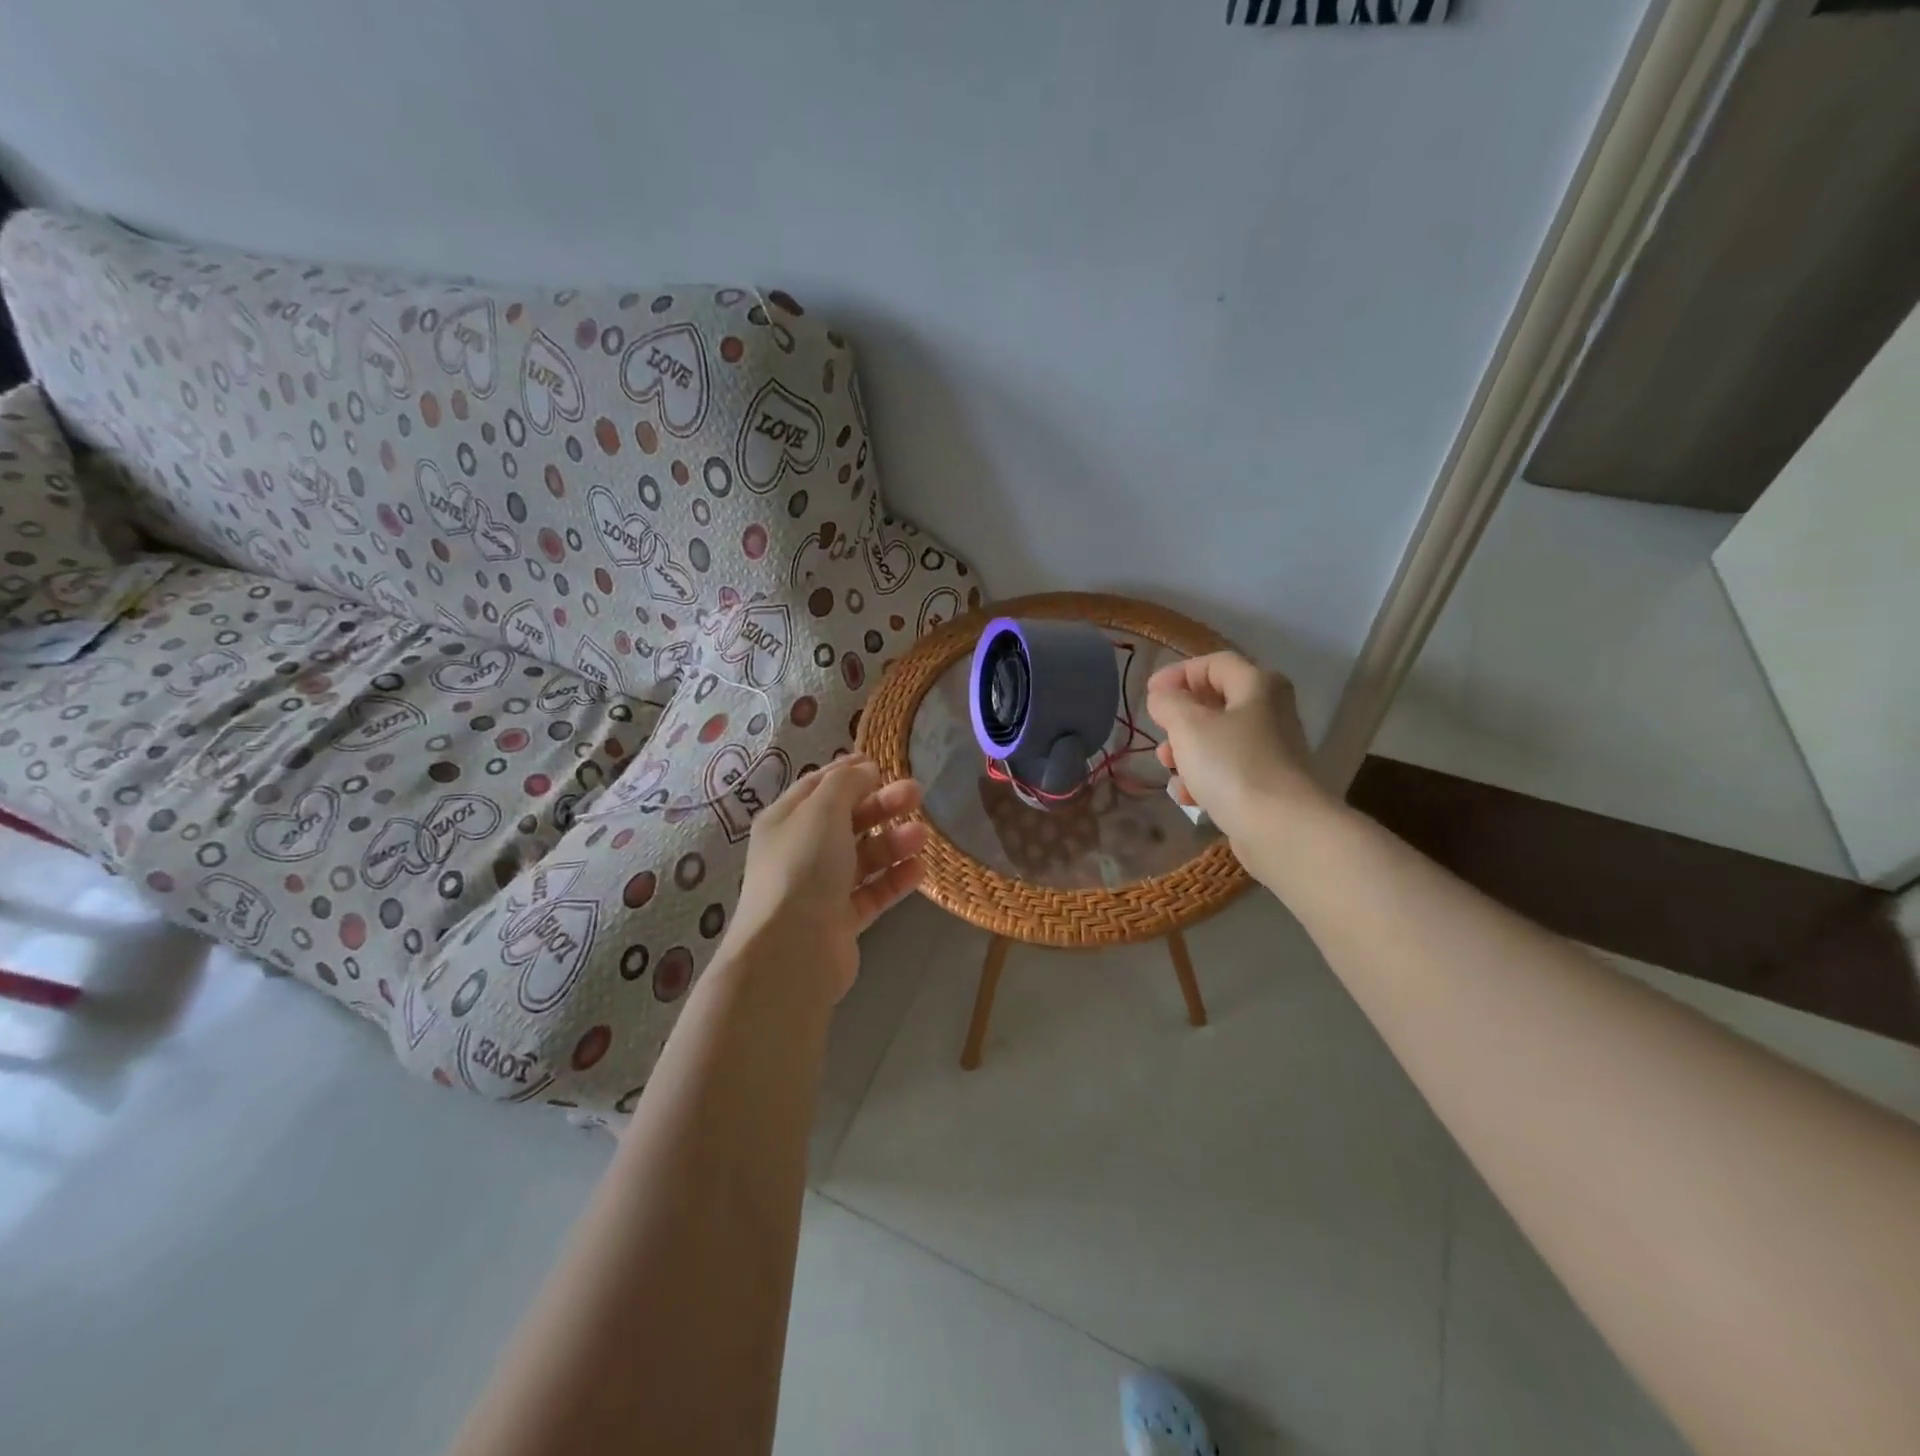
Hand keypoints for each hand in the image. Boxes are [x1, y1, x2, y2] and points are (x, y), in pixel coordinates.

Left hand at [727, 755, 928, 1003]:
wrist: (792, 951)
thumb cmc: (804, 867)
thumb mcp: (822, 811)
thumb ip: (846, 784)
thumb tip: (864, 769)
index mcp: (785, 821)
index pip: (818, 786)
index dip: (849, 772)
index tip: (882, 763)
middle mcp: (799, 852)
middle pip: (845, 820)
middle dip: (881, 804)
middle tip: (916, 793)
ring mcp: (819, 888)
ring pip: (862, 856)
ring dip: (893, 842)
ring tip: (923, 835)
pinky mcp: (840, 920)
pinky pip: (872, 892)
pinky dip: (894, 879)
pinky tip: (919, 869)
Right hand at [1146, 652, 1327, 849]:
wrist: (1281, 828)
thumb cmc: (1232, 765)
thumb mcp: (1189, 725)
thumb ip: (1169, 703)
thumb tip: (1163, 697)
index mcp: (1257, 685)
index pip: (1214, 663)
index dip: (1178, 673)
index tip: (1150, 694)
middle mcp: (1270, 712)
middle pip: (1216, 702)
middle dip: (1180, 718)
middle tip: (1160, 733)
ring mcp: (1271, 750)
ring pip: (1218, 740)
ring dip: (1187, 752)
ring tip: (1168, 769)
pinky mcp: (1267, 785)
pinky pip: (1228, 771)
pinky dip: (1204, 779)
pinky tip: (1187, 797)